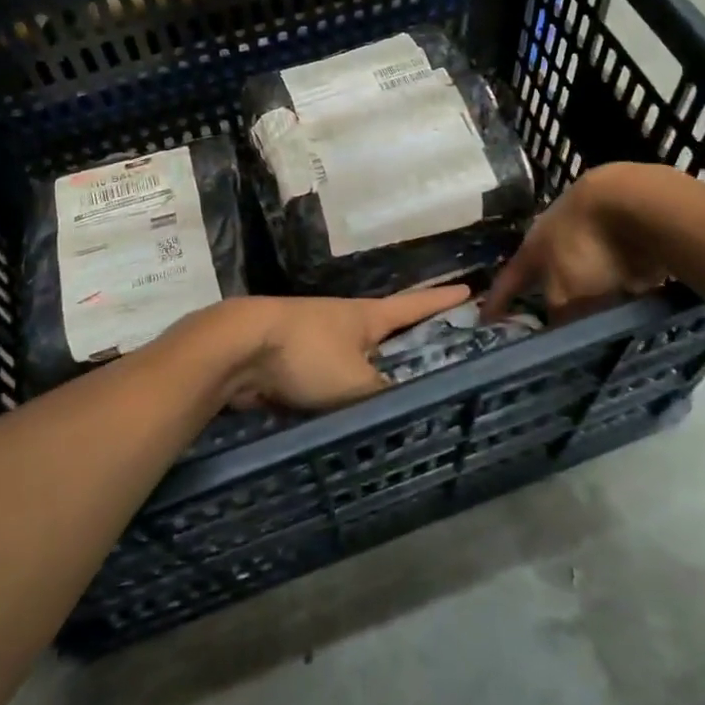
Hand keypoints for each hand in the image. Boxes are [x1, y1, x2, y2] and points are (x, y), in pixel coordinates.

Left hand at [224, 284, 472, 411]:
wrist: (237, 348)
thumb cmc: (306, 353)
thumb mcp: (355, 382)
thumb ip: (383, 398)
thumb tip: (405, 411)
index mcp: (366, 317)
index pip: (414, 306)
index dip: (441, 301)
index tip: (467, 289)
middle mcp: (344, 322)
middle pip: (385, 330)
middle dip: (408, 340)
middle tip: (437, 353)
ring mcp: (316, 339)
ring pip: (355, 357)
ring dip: (374, 370)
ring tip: (396, 394)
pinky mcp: (291, 361)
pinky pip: (329, 379)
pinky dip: (344, 392)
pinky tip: (352, 414)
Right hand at [483, 164, 673, 322]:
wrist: (638, 202)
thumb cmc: (587, 247)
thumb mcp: (566, 293)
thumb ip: (558, 314)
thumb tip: (556, 327)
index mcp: (533, 247)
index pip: (508, 279)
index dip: (496, 301)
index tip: (484, 320)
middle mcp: (557, 236)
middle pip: (547, 269)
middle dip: (545, 290)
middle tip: (547, 319)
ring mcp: (592, 229)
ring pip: (584, 266)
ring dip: (586, 286)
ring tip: (593, 314)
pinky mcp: (627, 232)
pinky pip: (617, 264)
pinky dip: (618, 279)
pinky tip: (628, 296)